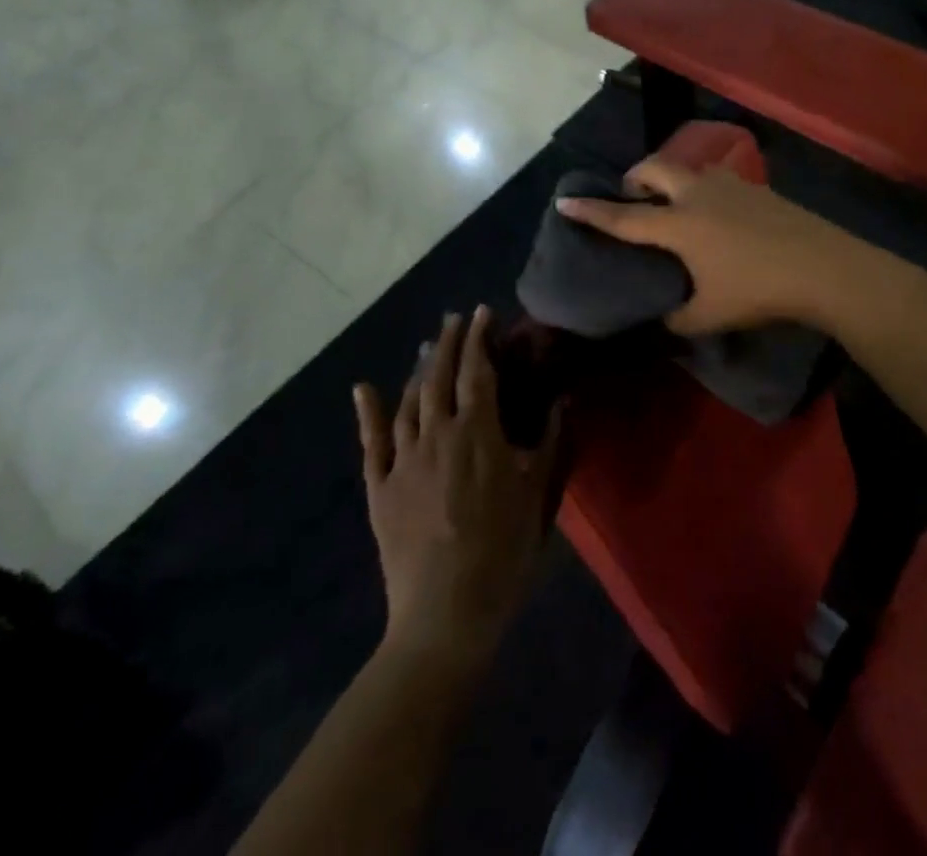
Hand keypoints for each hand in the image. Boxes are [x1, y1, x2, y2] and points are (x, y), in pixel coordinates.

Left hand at [353, 308, 563, 670]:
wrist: (445, 614)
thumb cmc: (503, 552)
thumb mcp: (539, 495)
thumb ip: (550, 441)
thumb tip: (563, 399)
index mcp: (478, 432)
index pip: (477, 370)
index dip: (480, 337)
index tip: (483, 312)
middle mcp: (437, 433)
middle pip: (440, 376)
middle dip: (449, 342)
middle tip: (454, 319)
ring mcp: (404, 459)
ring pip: (409, 400)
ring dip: (419, 369)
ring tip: (428, 348)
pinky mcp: (380, 487)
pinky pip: (372, 441)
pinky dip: (368, 412)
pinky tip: (364, 388)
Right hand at [555, 157, 848, 335]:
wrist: (823, 266)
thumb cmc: (758, 290)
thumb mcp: (709, 316)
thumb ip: (676, 319)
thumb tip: (662, 319)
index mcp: (679, 225)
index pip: (624, 218)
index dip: (591, 212)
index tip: (565, 201)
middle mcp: (698, 194)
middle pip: (654, 169)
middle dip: (634, 177)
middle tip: (631, 196)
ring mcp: (730, 185)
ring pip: (689, 168)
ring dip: (672, 178)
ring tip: (673, 202)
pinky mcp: (756, 187)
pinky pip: (716, 178)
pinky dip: (702, 187)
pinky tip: (716, 212)